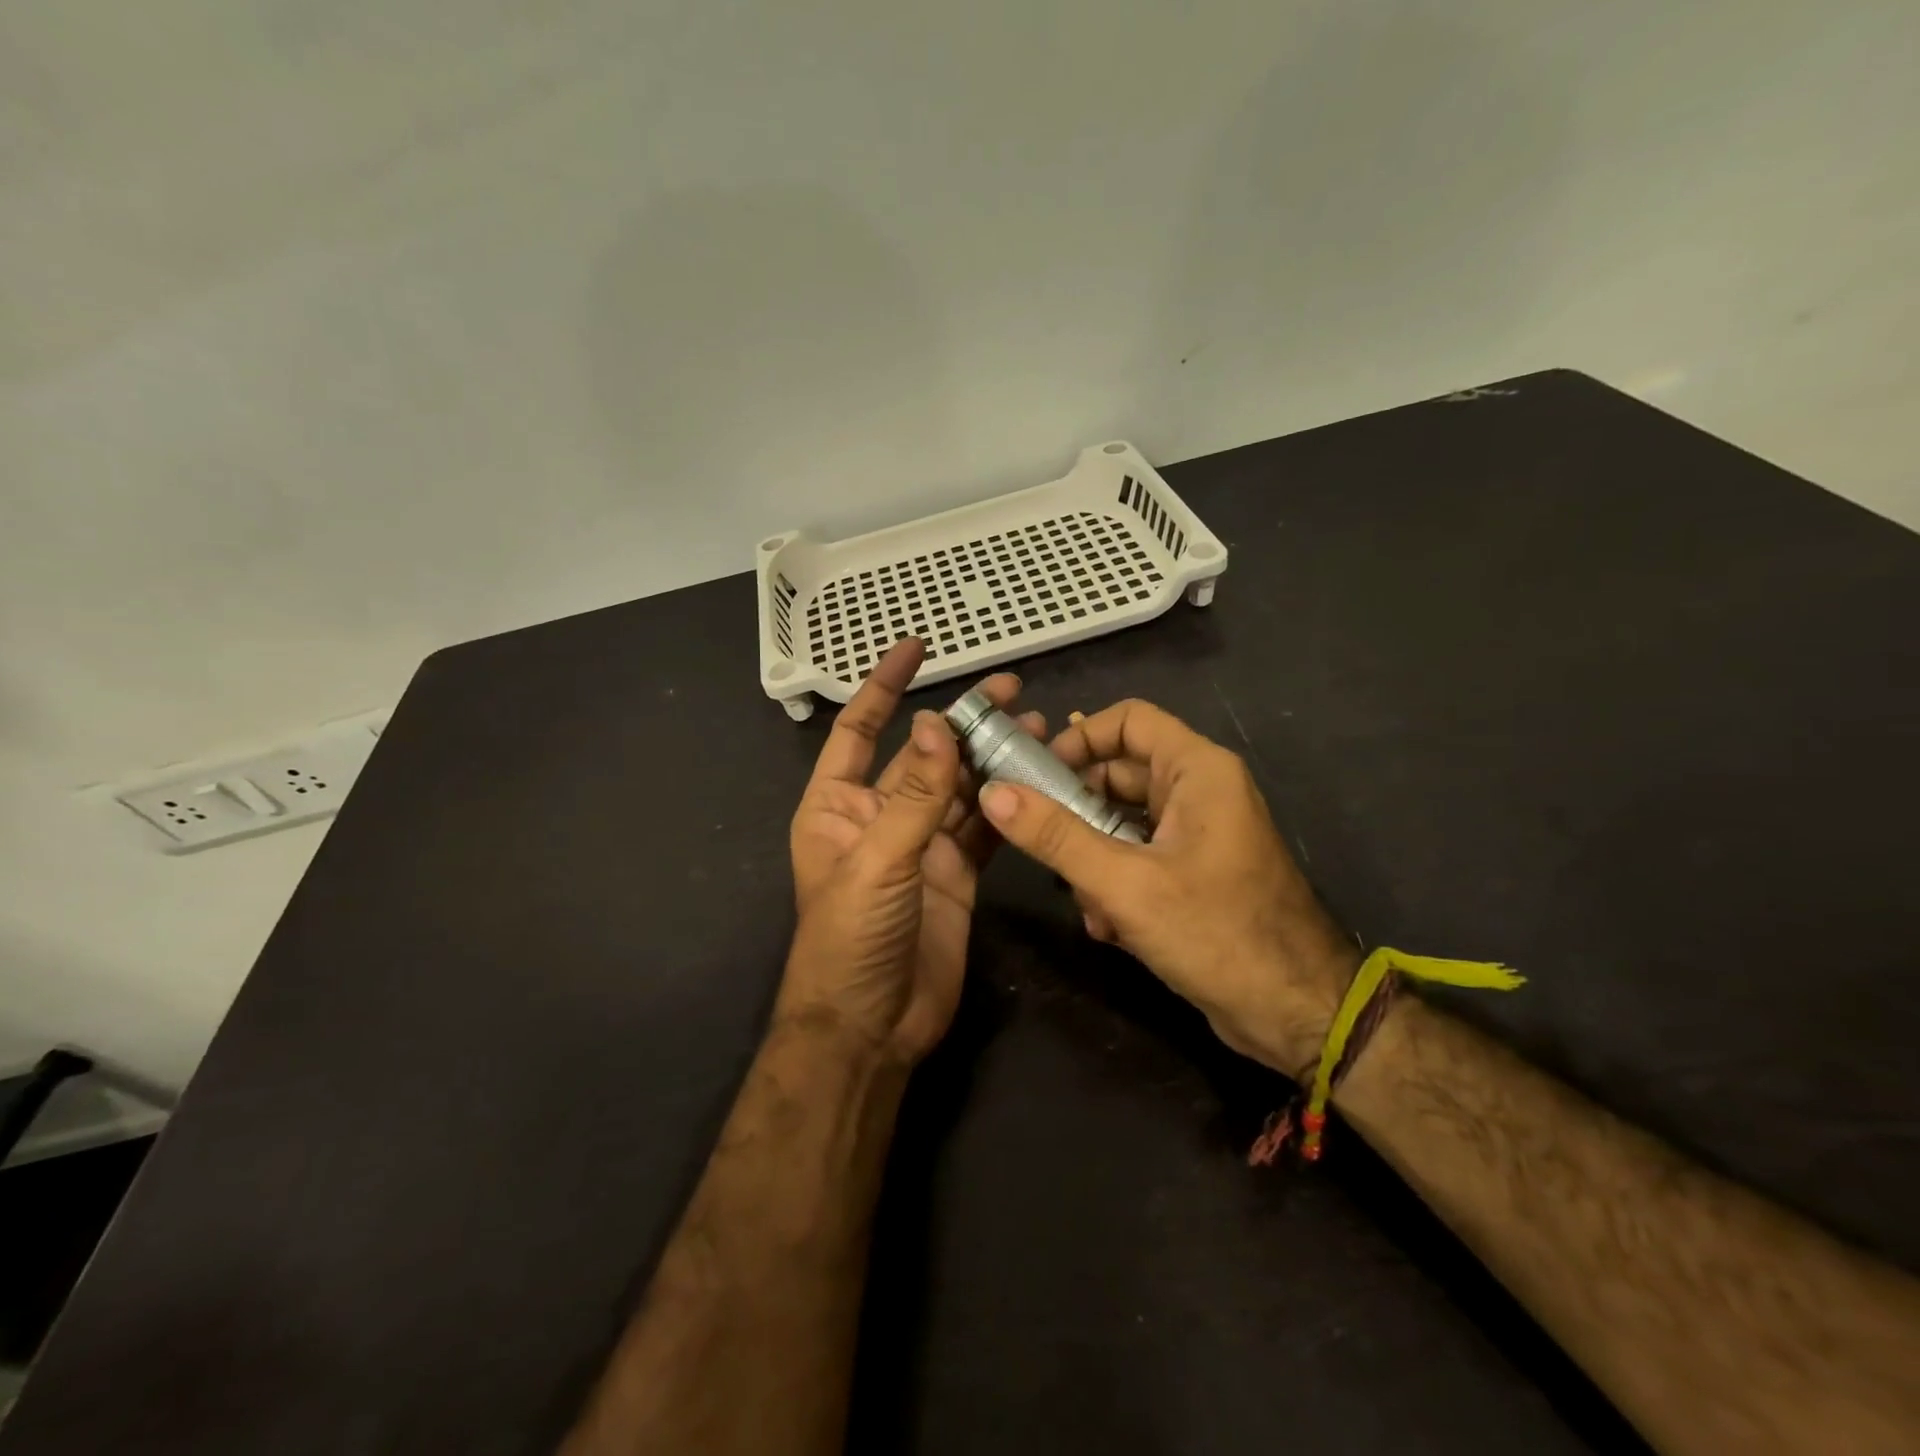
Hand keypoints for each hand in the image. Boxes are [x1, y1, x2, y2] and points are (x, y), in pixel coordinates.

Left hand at [778, 638, 1041, 1067]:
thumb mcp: (877, 861)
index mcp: (837, 806)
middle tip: (1010, 688)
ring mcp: (921, 845)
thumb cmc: (850, 939)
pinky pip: (983, 826)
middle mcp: (879, 817)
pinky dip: (1006, 802)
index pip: (859, 730)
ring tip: (1037, 724)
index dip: (883, 687)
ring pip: (960, 787)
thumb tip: (933, 722)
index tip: (917, 648)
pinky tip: (1036, 776)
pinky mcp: (956, 873)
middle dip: (960, 719)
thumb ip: (912, 794)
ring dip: (992, 757)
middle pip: (923, 753)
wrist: (871, 1027)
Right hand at [979, 699, 1357, 1076]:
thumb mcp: (1124, 883)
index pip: (1128, 720)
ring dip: (1093, 859)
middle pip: (1119, 774)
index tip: (1036, 775)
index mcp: (1197, 770)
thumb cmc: (1217, 933)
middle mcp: (1200, 791)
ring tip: (1086, 902)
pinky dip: (1116, 884)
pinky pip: (1138, 858)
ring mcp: (1198, 834)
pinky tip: (1109, 927)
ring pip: (1123, 823)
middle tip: (1044, 845)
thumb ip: (1056, 836)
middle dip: (1078, 813)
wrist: (1296, 1014)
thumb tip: (994, 793)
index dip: (1078, 738)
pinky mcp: (1194, 872)